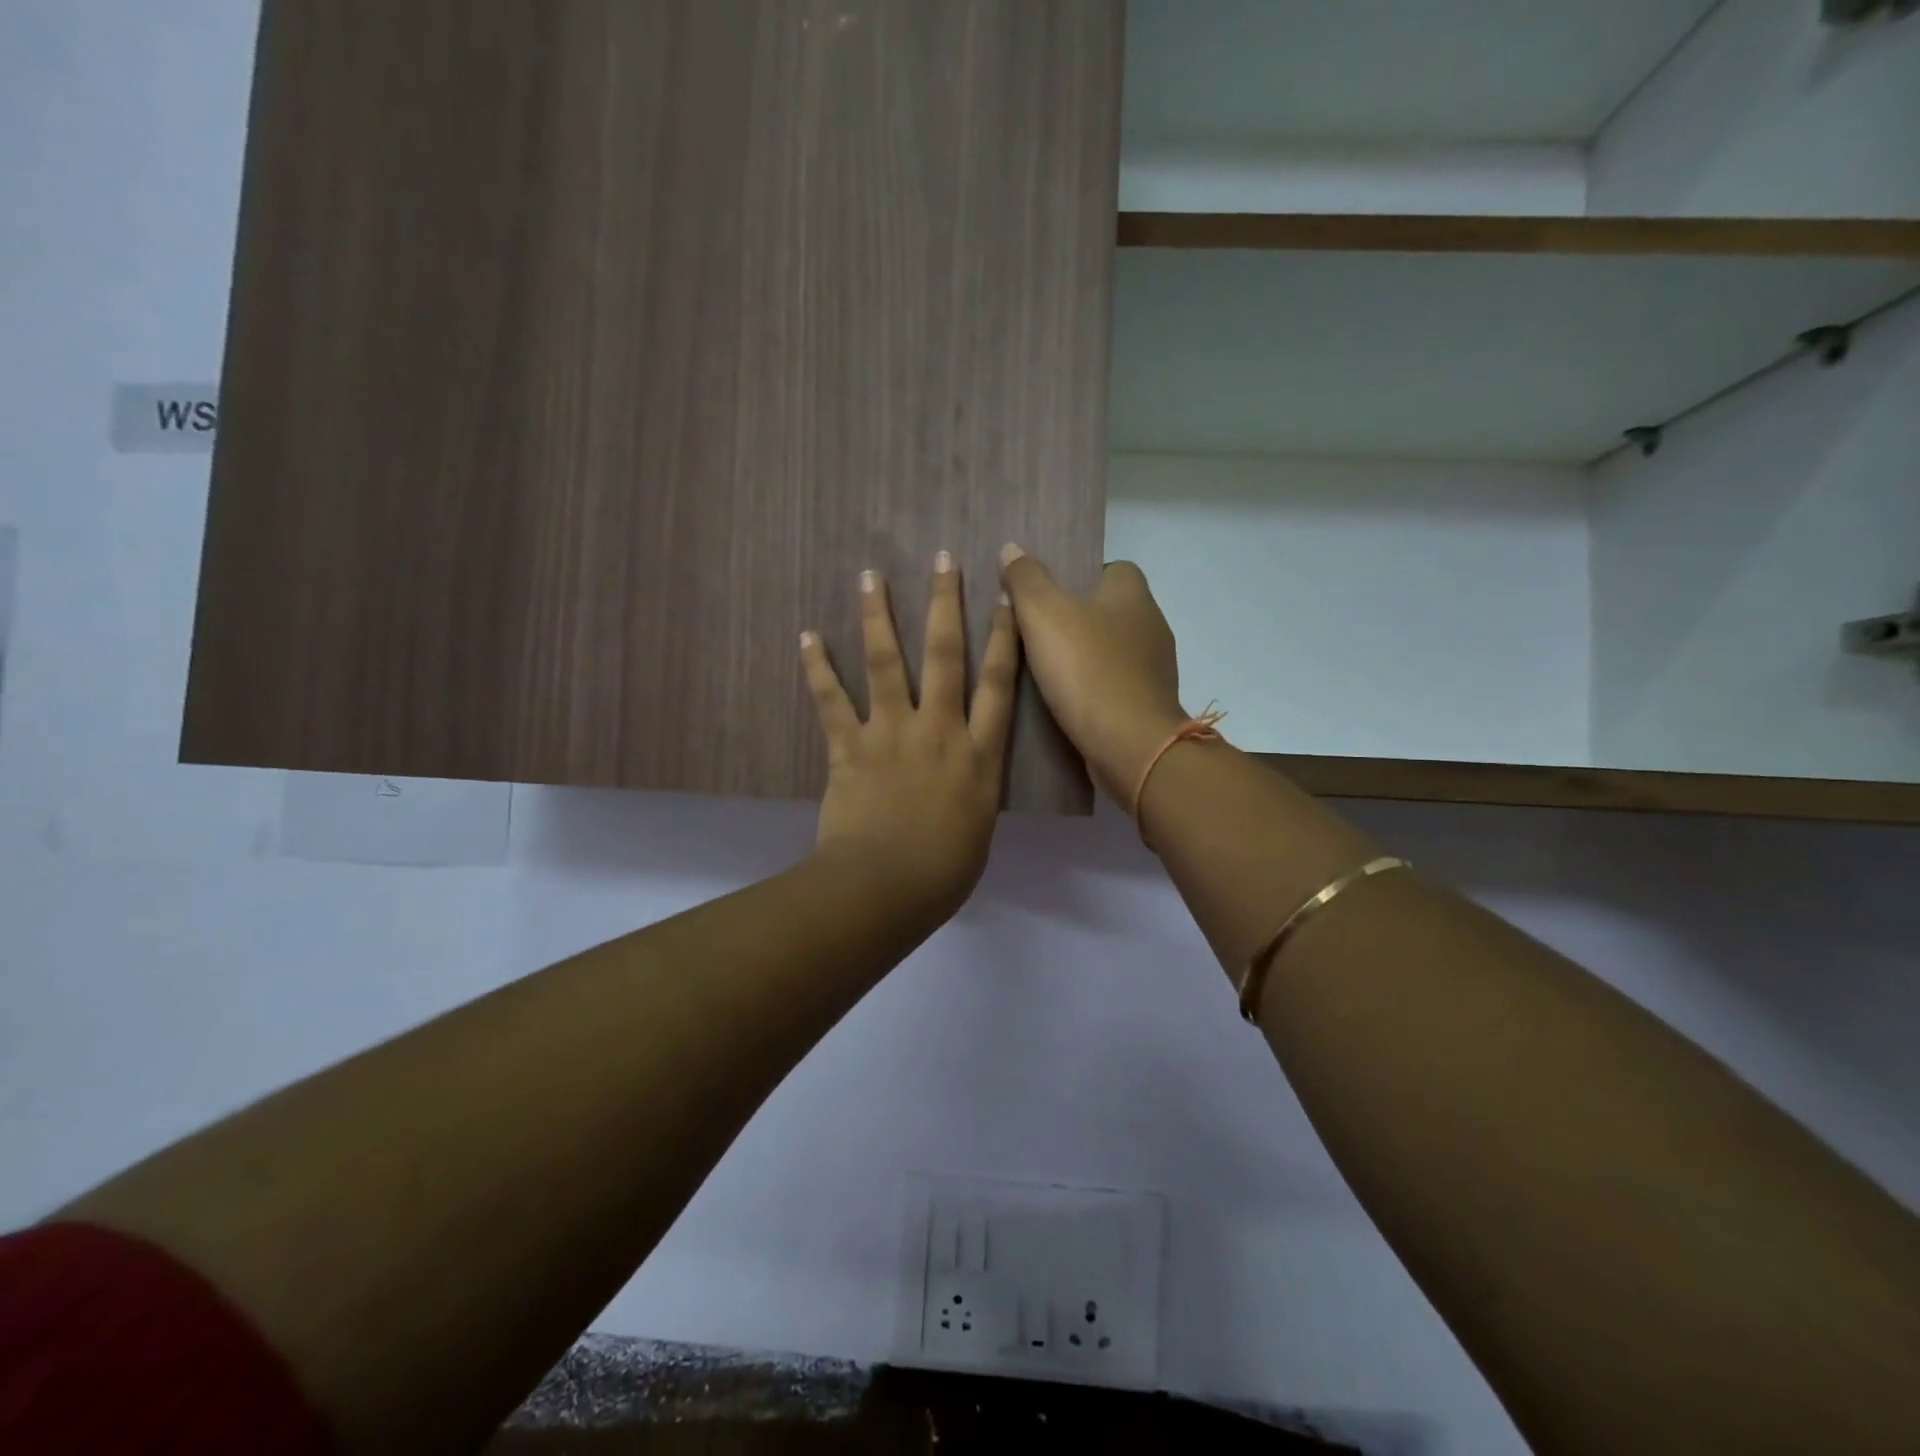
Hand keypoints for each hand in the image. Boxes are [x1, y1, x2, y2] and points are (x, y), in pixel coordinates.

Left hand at [801, 553, 1019, 923]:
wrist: (886, 888)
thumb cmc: (943, 873)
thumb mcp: (978, 829)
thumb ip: (973, 792)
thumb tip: (964, 780)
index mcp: (980, 755)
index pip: (998, 683)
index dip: (1005, 636)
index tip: (1006, 596)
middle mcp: (940, 730)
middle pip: (947, 655)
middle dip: (947, 604)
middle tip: (943, 559)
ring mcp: (892, 734)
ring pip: (887, 663)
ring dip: (878, 616)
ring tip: (871, 575)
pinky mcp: (850, 747)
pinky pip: (831, 700)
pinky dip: (817, 668)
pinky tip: (806, 636)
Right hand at [997, 544, 1188, 806]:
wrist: (1130, 745)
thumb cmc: (1088, 670)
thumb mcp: (1044, 615)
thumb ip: (1026, 580)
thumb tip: (1012, 549)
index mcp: (1133, 594)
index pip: (1110, 568)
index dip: (1077, 575)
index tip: (1044, 594)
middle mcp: (1151, 625)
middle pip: (1108, 610)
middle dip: (1074, 618)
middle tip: (1031, 631)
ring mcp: (1153, 668)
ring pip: (1110, 650)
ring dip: (1082, 657)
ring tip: (1040, 668)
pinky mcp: (1147, 704)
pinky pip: (1113, 685)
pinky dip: (1090, 688)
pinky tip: (1063, 701)